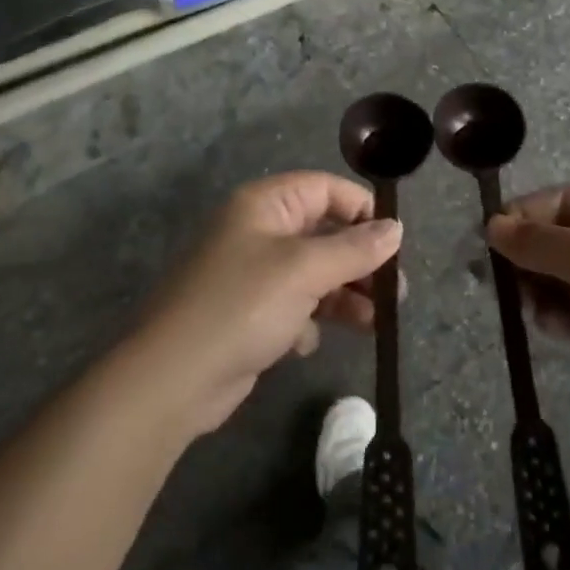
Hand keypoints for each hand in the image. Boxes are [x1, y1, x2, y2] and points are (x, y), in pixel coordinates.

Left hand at [130, 173, 401, 436]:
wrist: (173, 379)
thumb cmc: (242, 306)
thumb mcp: (306, 270)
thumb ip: (355, 248)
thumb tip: (396, 228)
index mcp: (265, 205)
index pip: (325, 189)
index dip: (362, 210)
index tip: (394, 242)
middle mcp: (258, 231)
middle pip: (323, 233)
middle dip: (360, 261)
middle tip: (394, 292)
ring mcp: (251, 274)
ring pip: (313, 273)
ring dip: (344, 295)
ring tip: (375, 323)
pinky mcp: (248, 314)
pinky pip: (292, 306)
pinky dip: (307, 320)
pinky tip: (306, 342)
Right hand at [488, 186, 569, 448]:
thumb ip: (544, 242)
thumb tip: (492, 225)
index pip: (563, 201)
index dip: (525, 215)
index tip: (490, 238)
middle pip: (553, 236)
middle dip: (526, 255)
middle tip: (505, 280)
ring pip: (550, 273)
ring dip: (534, 286)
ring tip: (533, 307)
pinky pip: (559, 306)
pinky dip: (549, 313)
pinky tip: (554, 328)